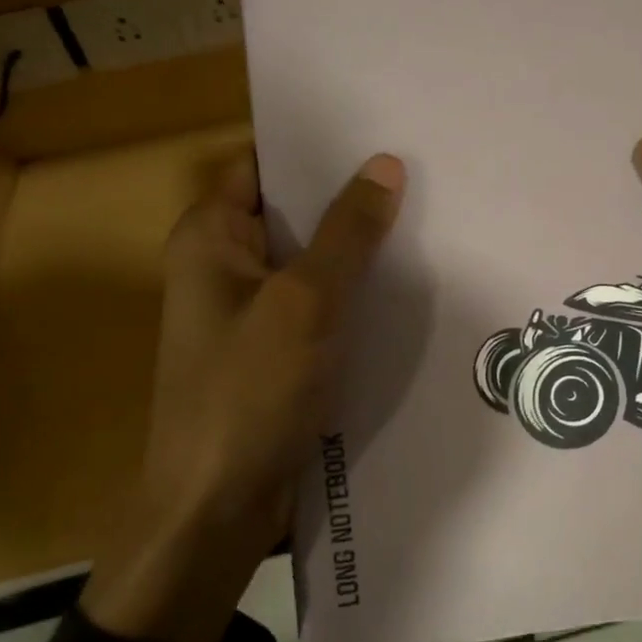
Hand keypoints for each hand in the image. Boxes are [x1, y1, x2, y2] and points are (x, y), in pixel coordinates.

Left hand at [80, 152, 405, 641]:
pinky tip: (408, 288)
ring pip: (313, 263)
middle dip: (351, 199)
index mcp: (211, 236)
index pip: (265, 165)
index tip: (383, 133)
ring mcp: (251, 312)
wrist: (218, 508)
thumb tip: (386, 165)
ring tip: (430, 222)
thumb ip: (347, 233)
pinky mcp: (276, 352)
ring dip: (359, 251)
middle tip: (424, 174)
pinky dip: (355, 296)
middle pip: (294, 213)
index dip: (319, 149)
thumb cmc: (249, 393)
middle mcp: (225, 265)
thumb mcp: (305, 303)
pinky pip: (320, 307)